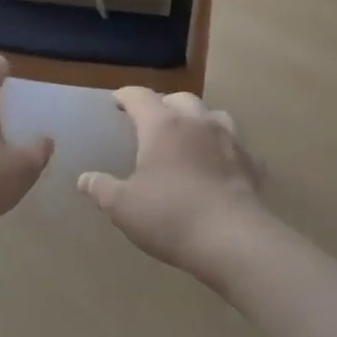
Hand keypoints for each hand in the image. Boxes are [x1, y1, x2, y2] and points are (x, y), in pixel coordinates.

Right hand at [80, 88, 268, 279]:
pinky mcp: (252, 164)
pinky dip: (226, 150)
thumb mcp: (122, 206)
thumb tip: (84, 179)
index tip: (117, 101)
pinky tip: (222, 166)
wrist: (232, 240)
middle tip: (152, 121)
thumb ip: (101, 188)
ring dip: (199, 120)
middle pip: (180, 99)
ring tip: (190, 136)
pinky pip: (238, 147)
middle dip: (164, 104)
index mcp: (162, 125)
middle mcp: (197, 122)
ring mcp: (229, 140)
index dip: (126, 96)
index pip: (139, 96)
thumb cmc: (169, 216)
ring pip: (214, 115)